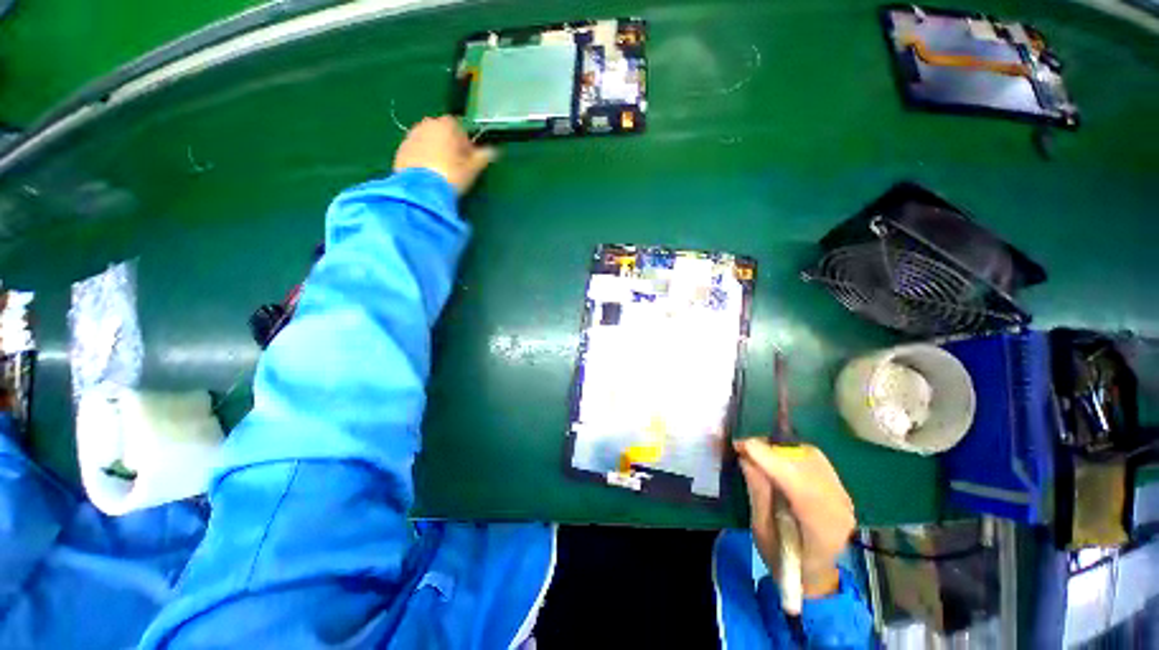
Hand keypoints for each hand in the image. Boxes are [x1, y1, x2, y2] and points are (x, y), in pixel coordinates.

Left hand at [393, 116, 496, 194]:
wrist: (421, 189)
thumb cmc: (451, 175)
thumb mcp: (472, 169)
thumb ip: (483, 157)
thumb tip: (493, 151)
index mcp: (446, 125)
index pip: (459, 127)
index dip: (464, 142)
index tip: (468, 157)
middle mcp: (426, 125)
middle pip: (441, 132)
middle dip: (448, 144)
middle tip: (455, 165)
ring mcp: (411, 136)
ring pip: (427, 141)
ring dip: (434, 151)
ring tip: (441, 171)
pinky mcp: (400, 150)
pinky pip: (416, 151)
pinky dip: (422, 158)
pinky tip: (428, 175)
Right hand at [734, 438, 855, 597]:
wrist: (814, 574)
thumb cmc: (784, 560)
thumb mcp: (762, 532)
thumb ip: (758, 495)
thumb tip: (747, 459)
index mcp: (822, 528)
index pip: (798, 484)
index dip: (769, 460)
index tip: (742, 446)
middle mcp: (839, 507)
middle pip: (806, 464)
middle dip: (771, 450)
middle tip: (744, 447)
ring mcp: (843, 495)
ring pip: (810, 456)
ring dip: (780, 449)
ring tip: (757, 452)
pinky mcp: (838, 486)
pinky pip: (814, 459)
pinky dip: (791, 453)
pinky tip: (776, 459)